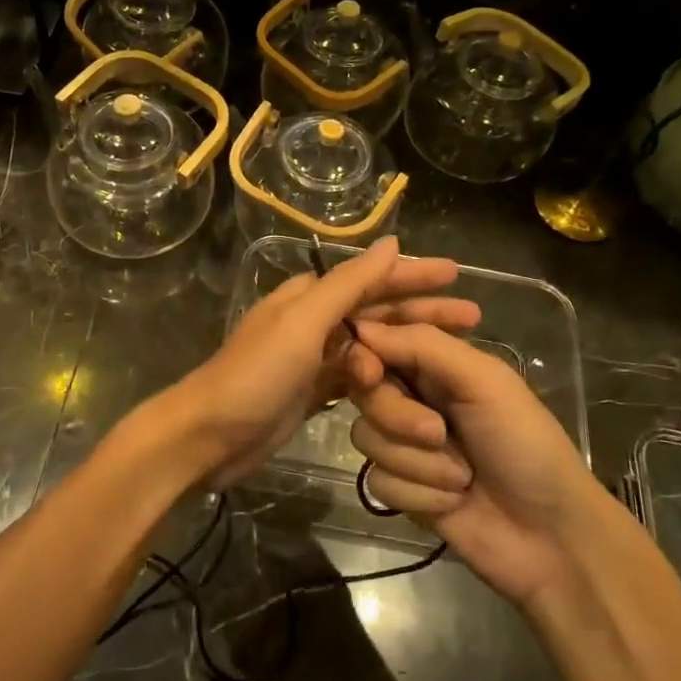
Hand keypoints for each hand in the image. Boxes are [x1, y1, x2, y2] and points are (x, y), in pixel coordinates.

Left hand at [169, 238, 479, 487]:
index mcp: (308, 296)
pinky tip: (415, 382)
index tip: (458, 275)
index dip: (414, 275)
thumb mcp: (302, 324)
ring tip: (456, 349)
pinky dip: (386, 375)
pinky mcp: (312, 392)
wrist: (207, 437)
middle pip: (377, 310)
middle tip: (473, 317)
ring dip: (410, 344)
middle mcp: (312, 321)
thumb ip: (348, 284)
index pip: (372, 278)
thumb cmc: (255, 375)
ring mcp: (312, 359)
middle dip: (422, 310)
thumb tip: (391, 243)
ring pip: (372, 343)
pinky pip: (359, 377)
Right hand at [345, 320, 605, 605]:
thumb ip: (423, 345)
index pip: (376, 345)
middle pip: (364, 394)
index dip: (363, 357)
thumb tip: (359, 326)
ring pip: (367, 439)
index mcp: (435, 364)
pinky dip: (419, 494)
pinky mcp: (403, 491)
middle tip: (440, 433)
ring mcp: (406, 447)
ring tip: (462, 476)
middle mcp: (414, 399)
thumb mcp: (484, 381)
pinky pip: (378, 481)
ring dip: (418, 463)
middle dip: (399, 418)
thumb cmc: (526, 444)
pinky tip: (454, 502)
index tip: (369, 373)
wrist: (551, 537)